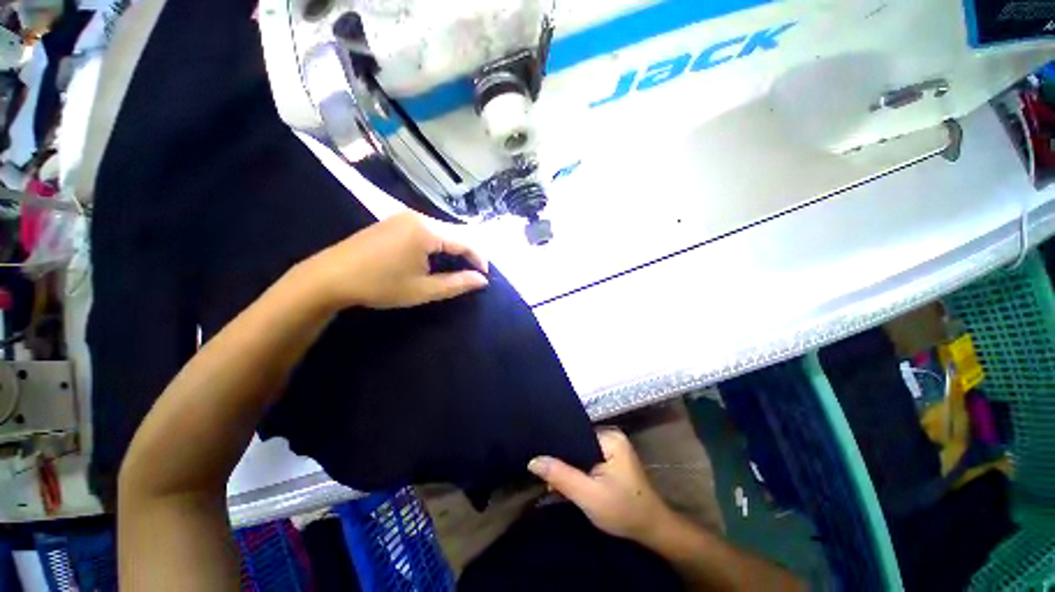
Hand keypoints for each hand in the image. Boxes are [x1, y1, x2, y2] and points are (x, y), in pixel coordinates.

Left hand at [298, 212, 488, 310]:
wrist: (329, 277)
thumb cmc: (380, 285)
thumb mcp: (423, 289)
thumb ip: (457, 283)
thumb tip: (482, 280)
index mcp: (427, 231)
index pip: (466, 241)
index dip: (479, 259)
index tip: (485, 277)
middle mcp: (418, 217)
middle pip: (455, 233)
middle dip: (468, 254)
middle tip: (472, 275)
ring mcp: (404, 217)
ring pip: (441, 231)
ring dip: (453, 249)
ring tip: (456, 269)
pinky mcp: (394, 221)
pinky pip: (426, 230)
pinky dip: (437, 245)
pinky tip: (434, 259)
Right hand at [528, 428, 673, 543]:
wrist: (653, 531)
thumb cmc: (623, 511)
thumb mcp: (588, 495)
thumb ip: (560, 476)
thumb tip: (533, 460)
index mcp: (609, 437)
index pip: (574, 431)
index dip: (556, 444)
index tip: (536, 453)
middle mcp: (611, 437)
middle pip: (576, 442)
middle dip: (560, 458)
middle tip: (539, 470)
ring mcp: (612, 448)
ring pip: (580, 453)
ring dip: (567, 467)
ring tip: (547, 476)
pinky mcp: (612, 461)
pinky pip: (587, 460)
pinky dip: (577, 471)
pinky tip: (564, 480)